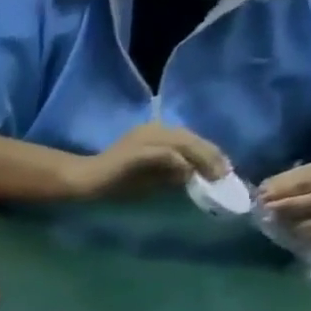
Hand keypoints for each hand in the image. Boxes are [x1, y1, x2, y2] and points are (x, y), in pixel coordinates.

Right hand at [62, 123, 228, 198]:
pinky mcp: (138, 150)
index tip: (222, 169)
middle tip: (225, 174)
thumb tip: (192, 176)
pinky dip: (180, 165)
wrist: (85, 180)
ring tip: (214, 176)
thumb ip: (169, 174)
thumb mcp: (149, 177)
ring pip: (183, 143)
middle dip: (211, 156)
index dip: (209, 153)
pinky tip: (188, 175)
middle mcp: (153, 129)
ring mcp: (145, 138)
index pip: (189, 139)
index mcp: (155, 132)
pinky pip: (166, 155)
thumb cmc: (113, 181)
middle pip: (190, 138)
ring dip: (201, 160)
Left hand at [258, 160, 310, 244]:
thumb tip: (261, 195)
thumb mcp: (296, 177)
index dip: (284, 189)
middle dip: (291, 208)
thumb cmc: (310, 187)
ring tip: (280, 227)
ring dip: (302, 227)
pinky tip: (295, 239)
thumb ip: (279, 184)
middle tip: (268, 214)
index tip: (262, 197)